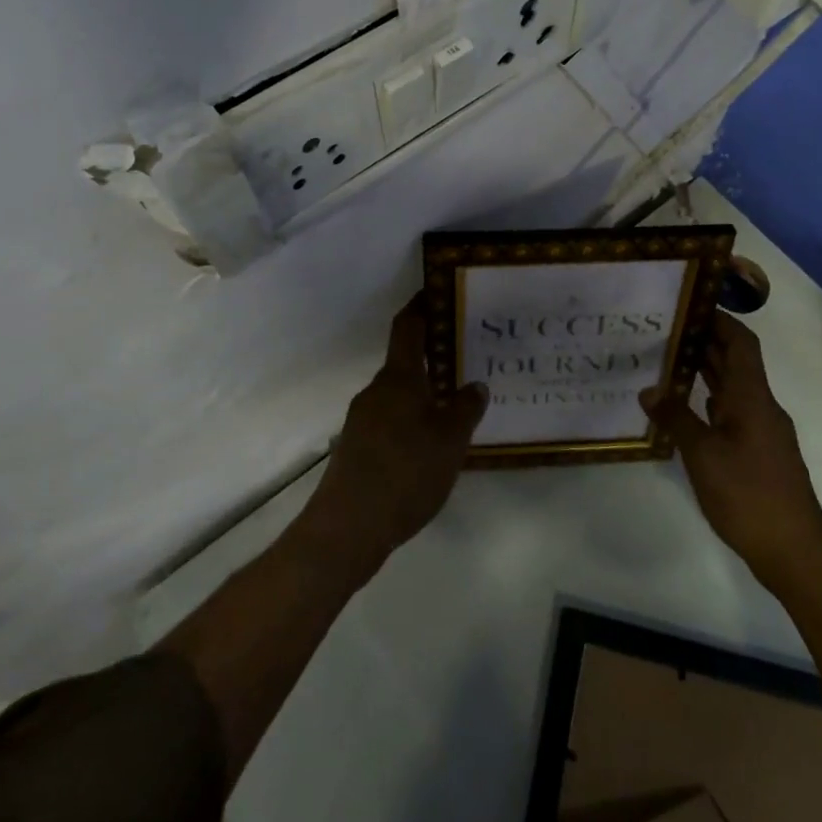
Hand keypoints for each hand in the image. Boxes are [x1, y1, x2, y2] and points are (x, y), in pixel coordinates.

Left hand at [299, 294, 487, 570]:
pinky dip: (411, 421)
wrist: (347, 529)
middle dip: (432, 358)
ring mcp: (362, 421)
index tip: (436, 292)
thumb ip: (465, 409)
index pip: (407, 328)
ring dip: (423, 394)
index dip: (420, 306)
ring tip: (455, 405)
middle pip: (404, 363)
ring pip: (398, 395)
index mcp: (398, 379)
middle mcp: (376, 392)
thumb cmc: (405, 473)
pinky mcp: (357, 449)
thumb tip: (474, 385)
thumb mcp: (449, 441)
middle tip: (466, 360)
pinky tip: (431, 445)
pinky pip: (390, 422)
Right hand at [641, 313, 821, 593]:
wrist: (794, 550)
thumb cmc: (748, 494)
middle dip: (705, 342)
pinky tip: (684, 408)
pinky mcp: (759, 453)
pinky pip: (732, 412)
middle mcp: (761, 406)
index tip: (689, 304)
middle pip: (736, 361)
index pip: (741, 342)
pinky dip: (709, 401)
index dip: (719, 319)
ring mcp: (763, 430)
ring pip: (733, 388)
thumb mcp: (703, 454)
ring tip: (666, 361)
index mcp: (752, 397)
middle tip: (664, 330)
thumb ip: (676, 418)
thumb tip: (648, 390)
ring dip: (705, 371)